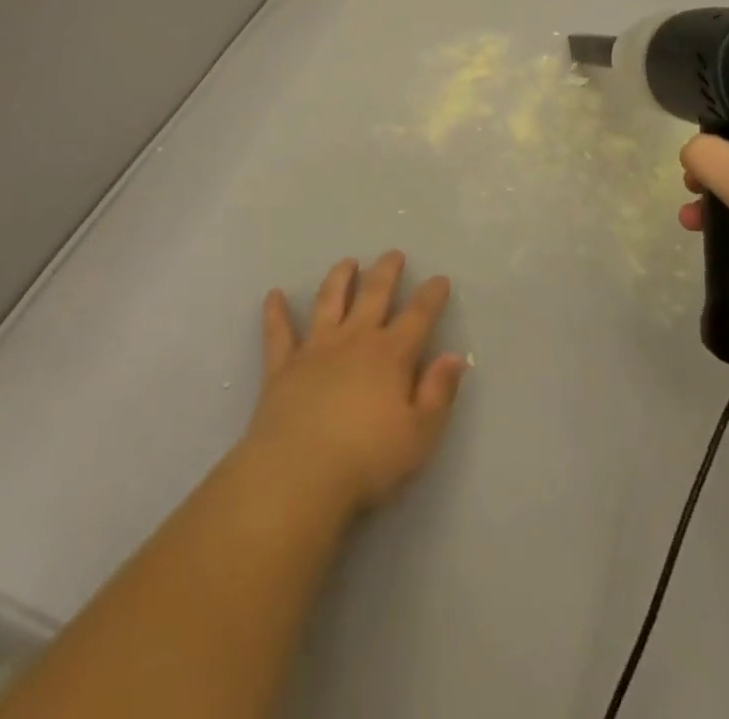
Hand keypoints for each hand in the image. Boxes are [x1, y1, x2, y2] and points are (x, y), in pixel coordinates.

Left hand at [247, 251, 466, 514]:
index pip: (418, 316)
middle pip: (373, 295)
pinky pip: (278, 331)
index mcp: (390, 356)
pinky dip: (275, 312)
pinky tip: (274, 295)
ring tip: (347, 262)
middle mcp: (354, 340)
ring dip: (339, 278)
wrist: (298, 474)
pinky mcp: (282, 366)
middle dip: (386, 272)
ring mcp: (315, 348)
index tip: (440, 278)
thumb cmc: (366, 460)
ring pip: (329, 301)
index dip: (431, 296)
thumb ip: (438, 393)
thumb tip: (454, 356)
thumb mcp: (419, 436)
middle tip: (393, 254)